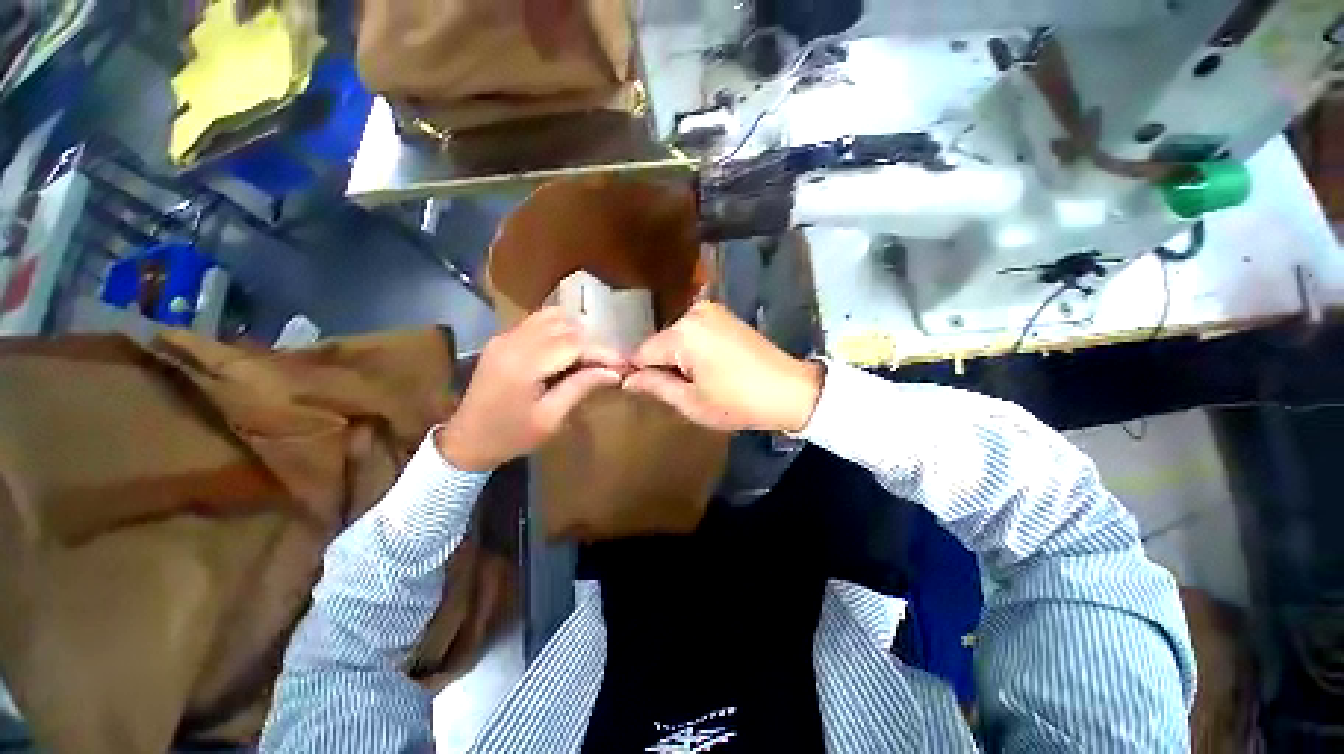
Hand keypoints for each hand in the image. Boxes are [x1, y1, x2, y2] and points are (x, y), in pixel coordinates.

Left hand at [438, 308, 625, 471]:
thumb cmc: (510, 436)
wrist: (466, 440)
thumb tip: (614, 372)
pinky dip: (560, 328)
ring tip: (591, 355)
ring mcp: (505, 336)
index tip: (623, 365)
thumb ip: (581, 388)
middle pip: (566, 326)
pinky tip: (569, 348)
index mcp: (524, 365)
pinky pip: (538, 321)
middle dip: (593, 341)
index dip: (603, 351)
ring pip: (553, 317)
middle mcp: (513, 341)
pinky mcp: (503, 338)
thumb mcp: (550, 419)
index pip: (574, 343)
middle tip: (609, 363)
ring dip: (577, 332)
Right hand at [622, 302, 823, 432]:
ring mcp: (712, 311)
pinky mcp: (724, 315)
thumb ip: (655, 386)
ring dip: (678, 359)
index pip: (642, 352)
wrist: (790, 390)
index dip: (639, 374)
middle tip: (681, 392)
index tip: (646, 393)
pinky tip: (710, 368)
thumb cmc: (738, 402)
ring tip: (699, 382)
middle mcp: (694, 313)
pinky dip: (693, 350)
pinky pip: (694, 333)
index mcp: (683, 333)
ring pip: (676, 338)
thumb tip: (627, 380)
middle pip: (660, 343)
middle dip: (662, 366)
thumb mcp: (691, 402)